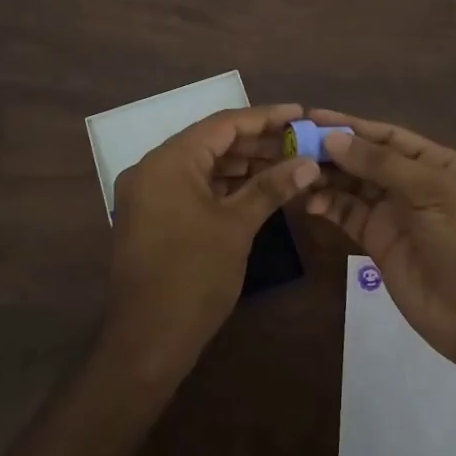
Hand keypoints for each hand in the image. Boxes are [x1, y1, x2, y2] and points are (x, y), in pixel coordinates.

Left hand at [106, 104, 318, 372]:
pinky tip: (258, 187)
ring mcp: (149, 193)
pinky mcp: (152, 216)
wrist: (147, 342)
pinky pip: (193, 186)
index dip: (265, 117)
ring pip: (204, 165)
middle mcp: (153, 168)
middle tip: (300, 141)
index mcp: (169, 160)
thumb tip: (308, 162)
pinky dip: (224, 185)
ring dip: (243, 164)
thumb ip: (271, 187)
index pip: (223, 124)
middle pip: (213, 142)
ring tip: (288, 162)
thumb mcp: (237, 226)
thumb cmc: (193, 277)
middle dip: (258, 142)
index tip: (300, 112)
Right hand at [300, 110, 455, 368]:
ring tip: (295, 171)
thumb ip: (380, 164)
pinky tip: (309, 201)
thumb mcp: (430, 191)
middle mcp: (414, 183)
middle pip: (366, 159)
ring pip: (354, 186)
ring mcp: (396, 214)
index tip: (313, 116)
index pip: (387, 135)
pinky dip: (329, 206)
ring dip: (326, 177)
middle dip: (333, 151)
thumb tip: (333, 138)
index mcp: (436, 163)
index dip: (352, 125)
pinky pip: (349, 216)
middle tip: (292, 144)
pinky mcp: (379, 243)